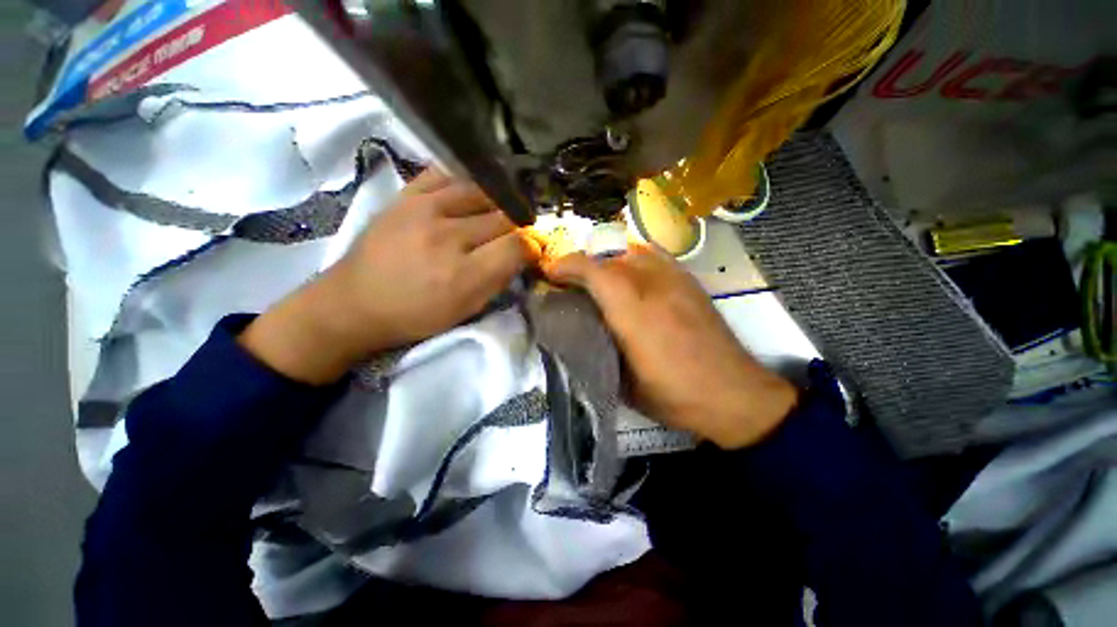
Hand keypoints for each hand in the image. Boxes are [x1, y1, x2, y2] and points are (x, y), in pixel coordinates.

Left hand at [241, 169, 539, 383]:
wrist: (355, 302)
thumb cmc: (416, 314)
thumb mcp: (466, 311)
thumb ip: (499, 281)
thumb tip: (522, 255)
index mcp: (463, 274)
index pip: (517, 245)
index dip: (533, 246)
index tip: (533, 250)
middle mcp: (446, 236)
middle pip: (504, 216)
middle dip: (519, 226)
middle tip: (519, 233)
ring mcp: (424, 208)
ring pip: (483, 191)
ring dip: (499, 202)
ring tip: (500, 212)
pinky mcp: (406, 194)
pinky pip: (447, 174)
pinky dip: (467, 181)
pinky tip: (473, 193)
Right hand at [543, 245, 796, 448]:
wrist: (735, 394)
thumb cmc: (674, 395)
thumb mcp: (623, 383)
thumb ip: (597, 349)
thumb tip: (575, 331)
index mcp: (634, 312)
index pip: (594, 271)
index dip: (567, 266)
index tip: (550, 273)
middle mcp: (654, 286)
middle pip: (610, 258)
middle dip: (583, 266)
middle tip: (570, 283)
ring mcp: (676, 279)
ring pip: (631, 252)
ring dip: (607, 263)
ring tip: (598, 282)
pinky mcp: (690, 281)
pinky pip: (653, 257)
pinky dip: (632, 262)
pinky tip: (630, 280)